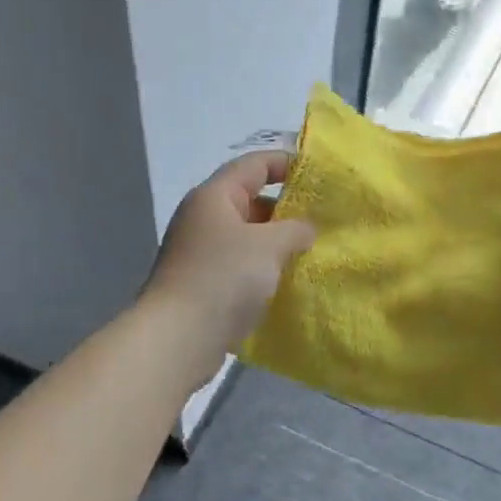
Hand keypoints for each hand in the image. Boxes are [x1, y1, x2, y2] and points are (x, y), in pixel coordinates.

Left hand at [140, 152, 315, 381]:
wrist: (178, 337)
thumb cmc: (224, 278)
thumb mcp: (269, 245)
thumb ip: (295, 229)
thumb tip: (305, 229)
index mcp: (214, 196)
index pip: (254, 164)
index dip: (286, 163)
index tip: (319, 176)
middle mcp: (204, 217)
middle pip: (251, 200)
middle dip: (286, 209)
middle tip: (322, 222)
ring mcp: (201, 251)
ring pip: (248, 236)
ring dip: (277, 243)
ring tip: (311, 253)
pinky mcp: (204, 282)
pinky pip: (241, 264)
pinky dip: (264, 268)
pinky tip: (288, 281)